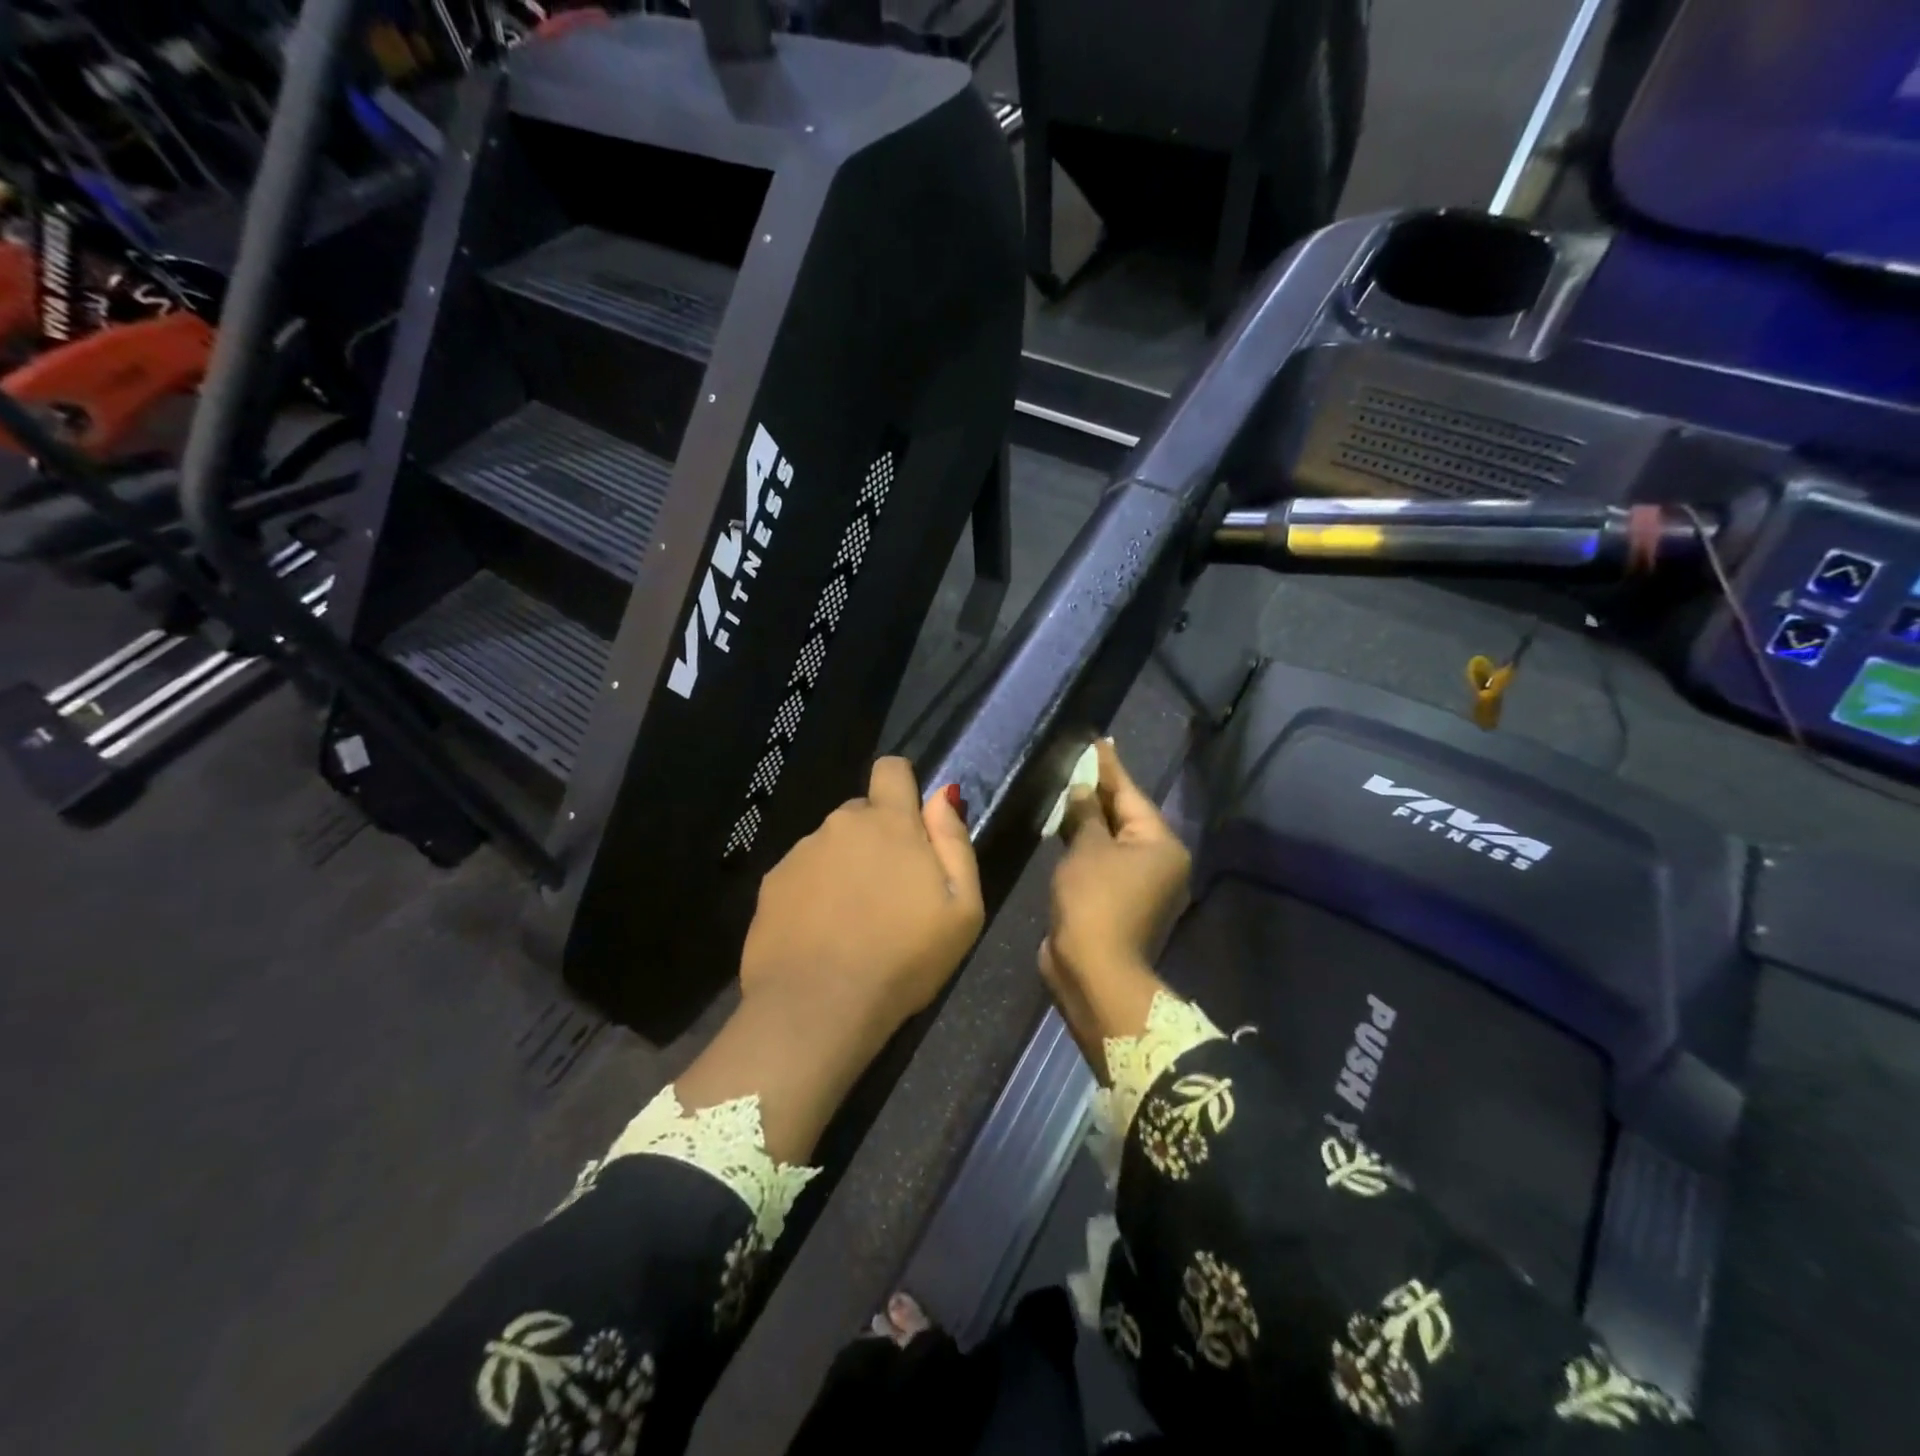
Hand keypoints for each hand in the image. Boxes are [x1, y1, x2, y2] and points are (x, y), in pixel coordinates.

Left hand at [740, 757, 984, 1040]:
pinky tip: (822, 934)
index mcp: (888, 823)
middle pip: (862, 813)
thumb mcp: (961, 908)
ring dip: (845, 867)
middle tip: (889, 892)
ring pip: (831, 845)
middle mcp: (839, 824)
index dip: (903, 787)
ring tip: (854, 921)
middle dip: (877, 838)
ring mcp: (800, 853)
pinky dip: (814, 892)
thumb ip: (954, 842)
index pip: (891, 769)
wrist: (817, 1008)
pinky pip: (802, 874)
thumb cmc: (903, 958)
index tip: (911, 825)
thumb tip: (942, 795)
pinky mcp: (771, 884)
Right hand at [1039, 740, 1190, 1059]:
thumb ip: (1084, 814)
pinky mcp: (1118, 902)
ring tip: (1068, 788)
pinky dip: (1085, 844)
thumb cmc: (1094, 901)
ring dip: (1089, 819)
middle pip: (1125, 816)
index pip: (1130, 794)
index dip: (1109, 767)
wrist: (1093, 970)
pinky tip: (1066, 827)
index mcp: (1160, 844)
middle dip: (1098, 791)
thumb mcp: (1087, 849)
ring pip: (1112, 840)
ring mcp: (1140, 885)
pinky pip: (1102, 861)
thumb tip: (1082, 790)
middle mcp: (1158, 862)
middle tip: (1079, 761)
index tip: (1098, 741)